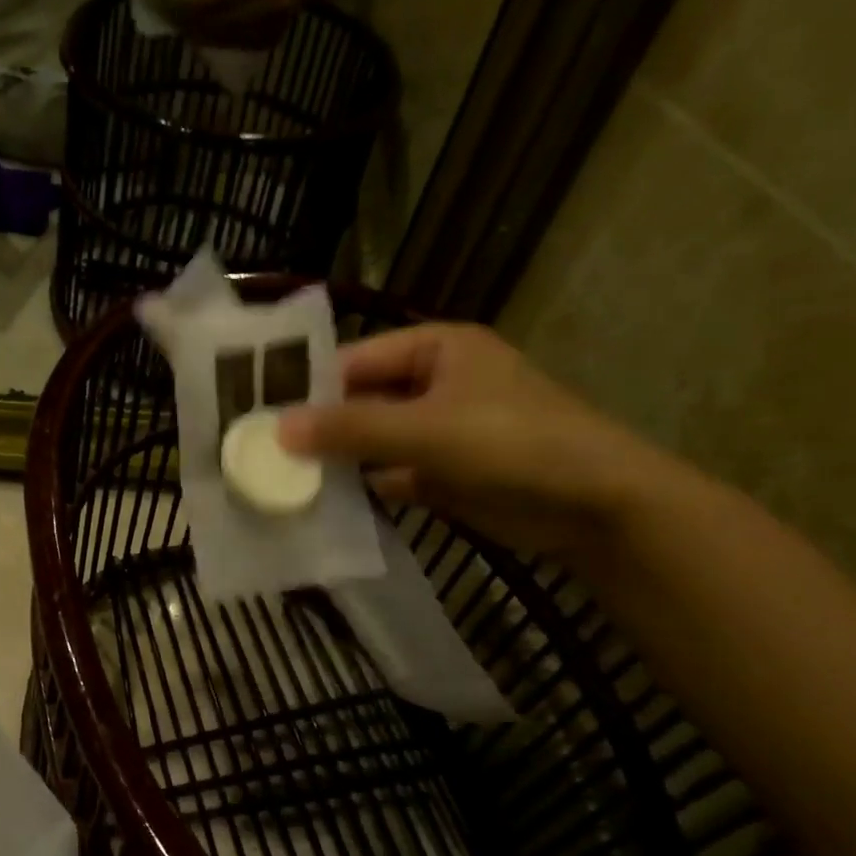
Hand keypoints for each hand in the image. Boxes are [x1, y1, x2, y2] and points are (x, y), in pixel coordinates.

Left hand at [183, 0, 324, 48]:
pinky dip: (216, 42)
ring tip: (184, 28)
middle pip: (217, 22)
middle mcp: (269, 5)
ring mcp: (270, 27)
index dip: (190, 4)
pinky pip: (234, 46)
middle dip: (191, 23)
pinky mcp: (268, 42)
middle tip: (171, 19)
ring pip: (224, 39)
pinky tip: (203, 36)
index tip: (170, 3)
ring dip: (201, 36)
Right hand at [278, 324, 677, 559]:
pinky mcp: (442, 472)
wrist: (594, 506)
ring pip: (371, 439)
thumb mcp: (425, 429)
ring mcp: (438, 429)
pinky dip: (362, 485)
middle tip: (261, 449)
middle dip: (318, 426)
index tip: (260, 412)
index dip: (309, 385)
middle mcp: (434, 383)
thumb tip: (277, 429)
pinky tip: (322, 502)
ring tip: (279, 476)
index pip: (355, 359)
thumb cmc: (512, 444)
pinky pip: (388, 472)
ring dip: (336, 458)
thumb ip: (349, 427)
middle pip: (360, 399)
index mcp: (436, 349)